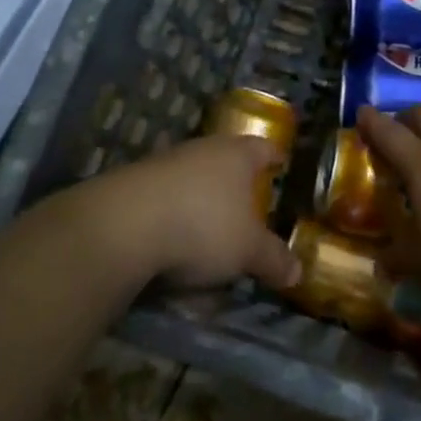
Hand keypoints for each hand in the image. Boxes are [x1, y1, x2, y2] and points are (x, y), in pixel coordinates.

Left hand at [41, 136, 299, 290]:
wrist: (121, 226)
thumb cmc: (202, 226)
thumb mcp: (248, 251)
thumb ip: (274, 259)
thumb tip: (298, 273)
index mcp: (236, 155)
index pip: (263, 148)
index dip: (275, 156)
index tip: (281, 163)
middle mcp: (201, 150)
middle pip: (225, 158)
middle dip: (236, 178)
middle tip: (249, 199)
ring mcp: (163, 163)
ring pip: (191, 175)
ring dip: (200, 194)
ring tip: (210, 222)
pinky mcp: (131, 184)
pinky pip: (163, 195)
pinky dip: (172, 211)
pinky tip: (171, 235)